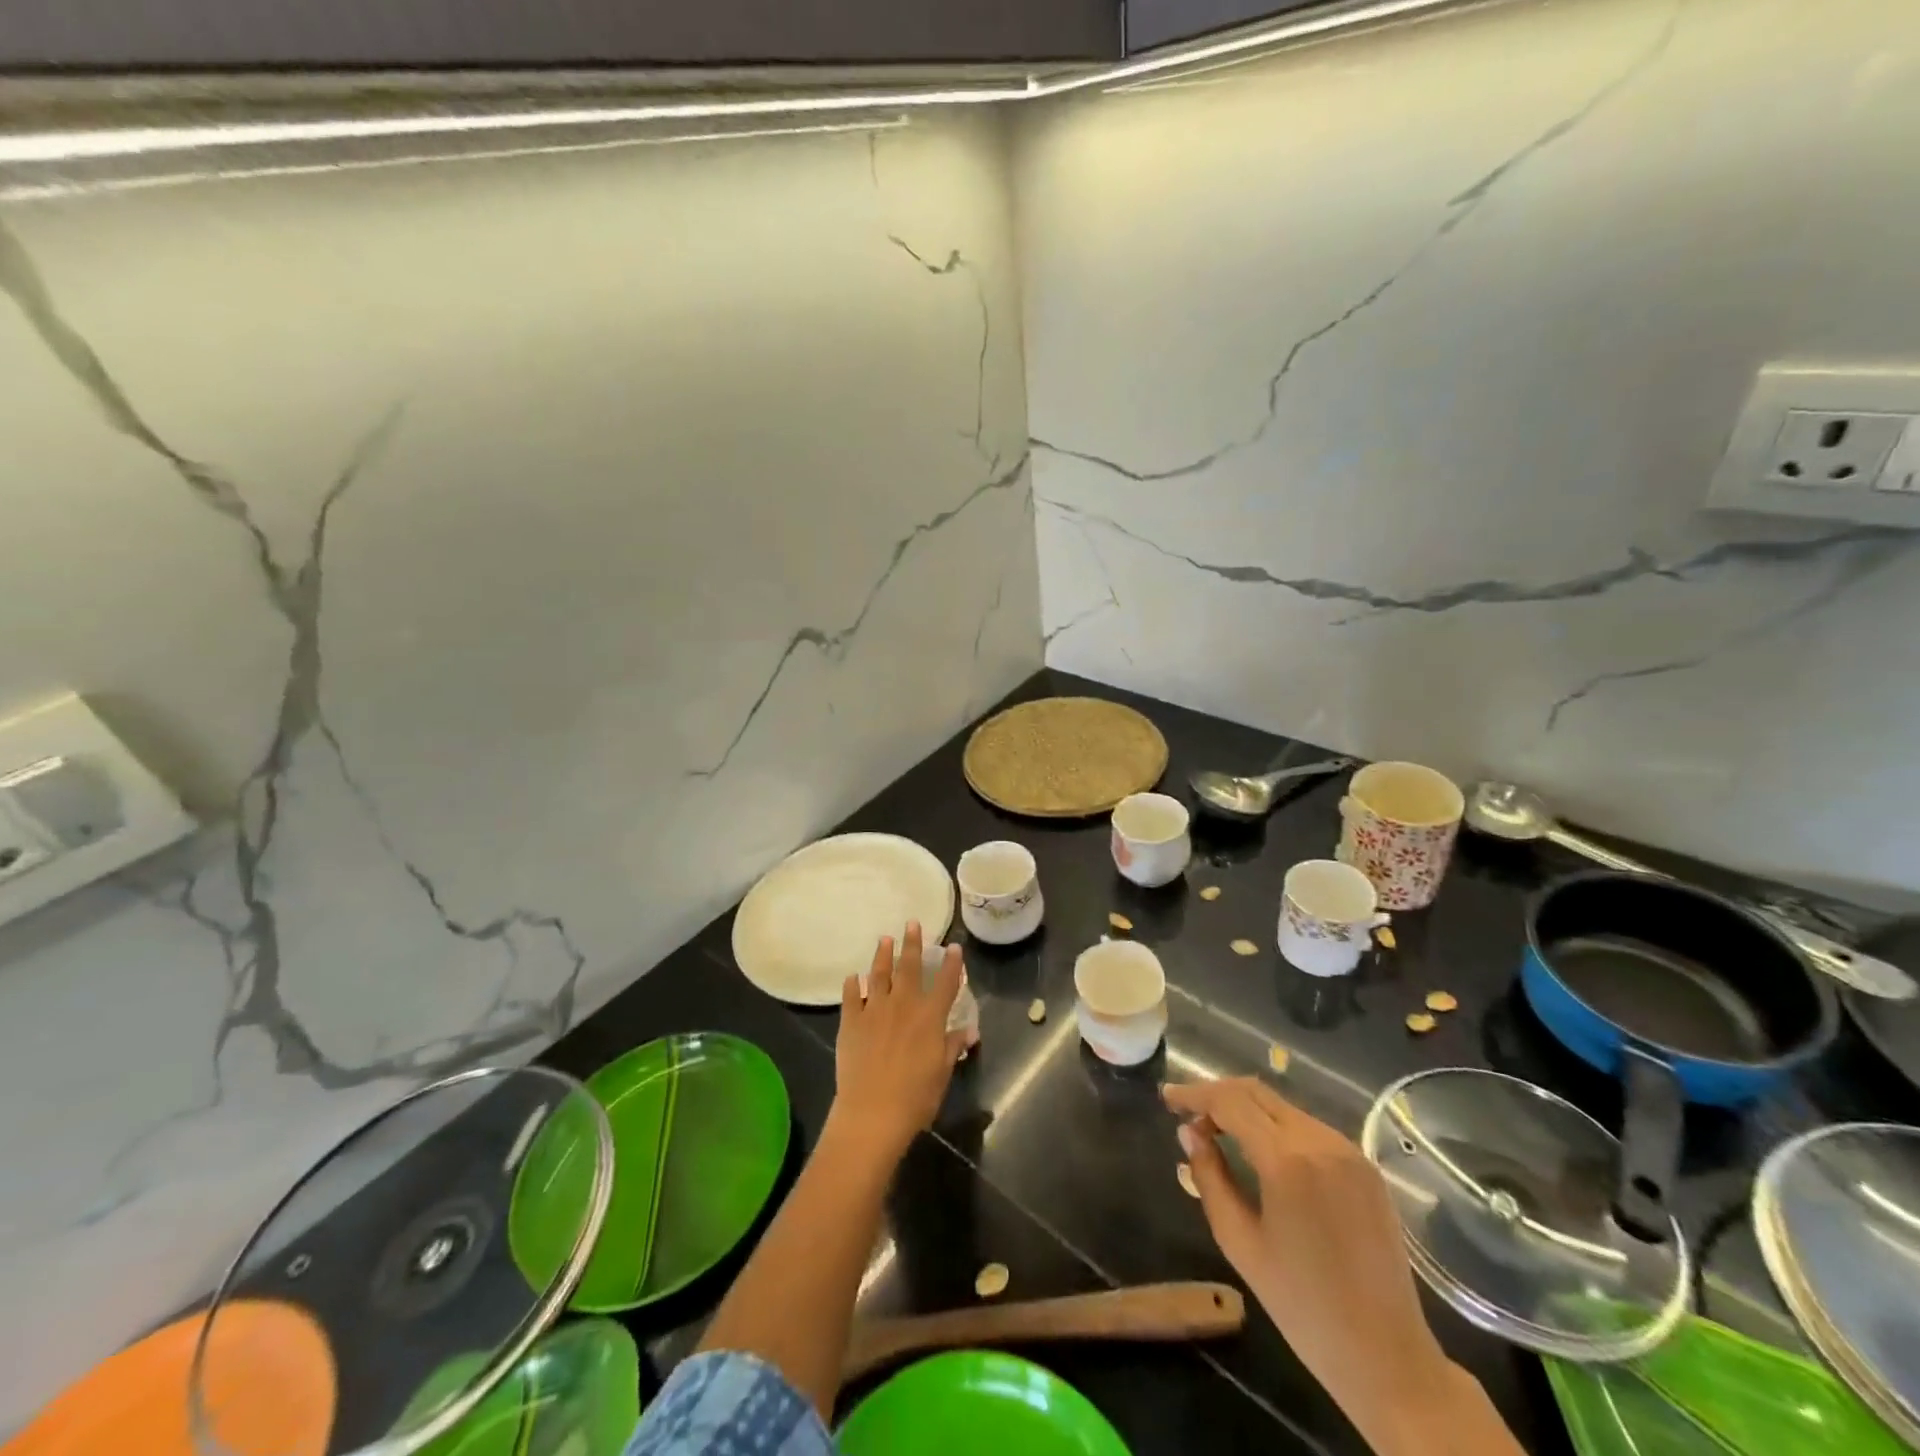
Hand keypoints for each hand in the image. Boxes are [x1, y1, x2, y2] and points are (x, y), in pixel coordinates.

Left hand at [828, 922, 965, 1162]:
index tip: (955, 947)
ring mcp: (875, 1010)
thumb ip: (952, 1047)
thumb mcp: (942, 1073)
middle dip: (913, 944)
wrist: (872, 1113)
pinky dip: (853, 985)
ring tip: (885, 939)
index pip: (946, 983)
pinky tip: (853, 977)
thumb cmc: (915, 1098)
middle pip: (910, 967)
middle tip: (912, 923)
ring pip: (879, 974)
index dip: (953, 964)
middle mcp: (904, 1005)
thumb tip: (967, 1031)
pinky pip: (851, 997)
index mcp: (930, 1017)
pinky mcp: (851, 1022)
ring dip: (883, 955)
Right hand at [1163, 1078, 1451, 1429]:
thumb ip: (1209, 1177)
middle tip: (1188, 1114)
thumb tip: (1189, 1132)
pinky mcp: (1365, 1166)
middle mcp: (1320, 1141)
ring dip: (1246, 1110)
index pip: (1229, 1102)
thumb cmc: (1302, 1305)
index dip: (1194, 1094)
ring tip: (1218, 1132)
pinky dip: (1276, 1127)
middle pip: (1256, 1092)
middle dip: (1217, 1095)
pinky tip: (1260, 1150)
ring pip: (1283, 1107)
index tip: (1167, 1098)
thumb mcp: (1239, 1241)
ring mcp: (1348, 1151)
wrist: (1387, 1355)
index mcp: (1287, 1160)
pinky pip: (1309, 1128)